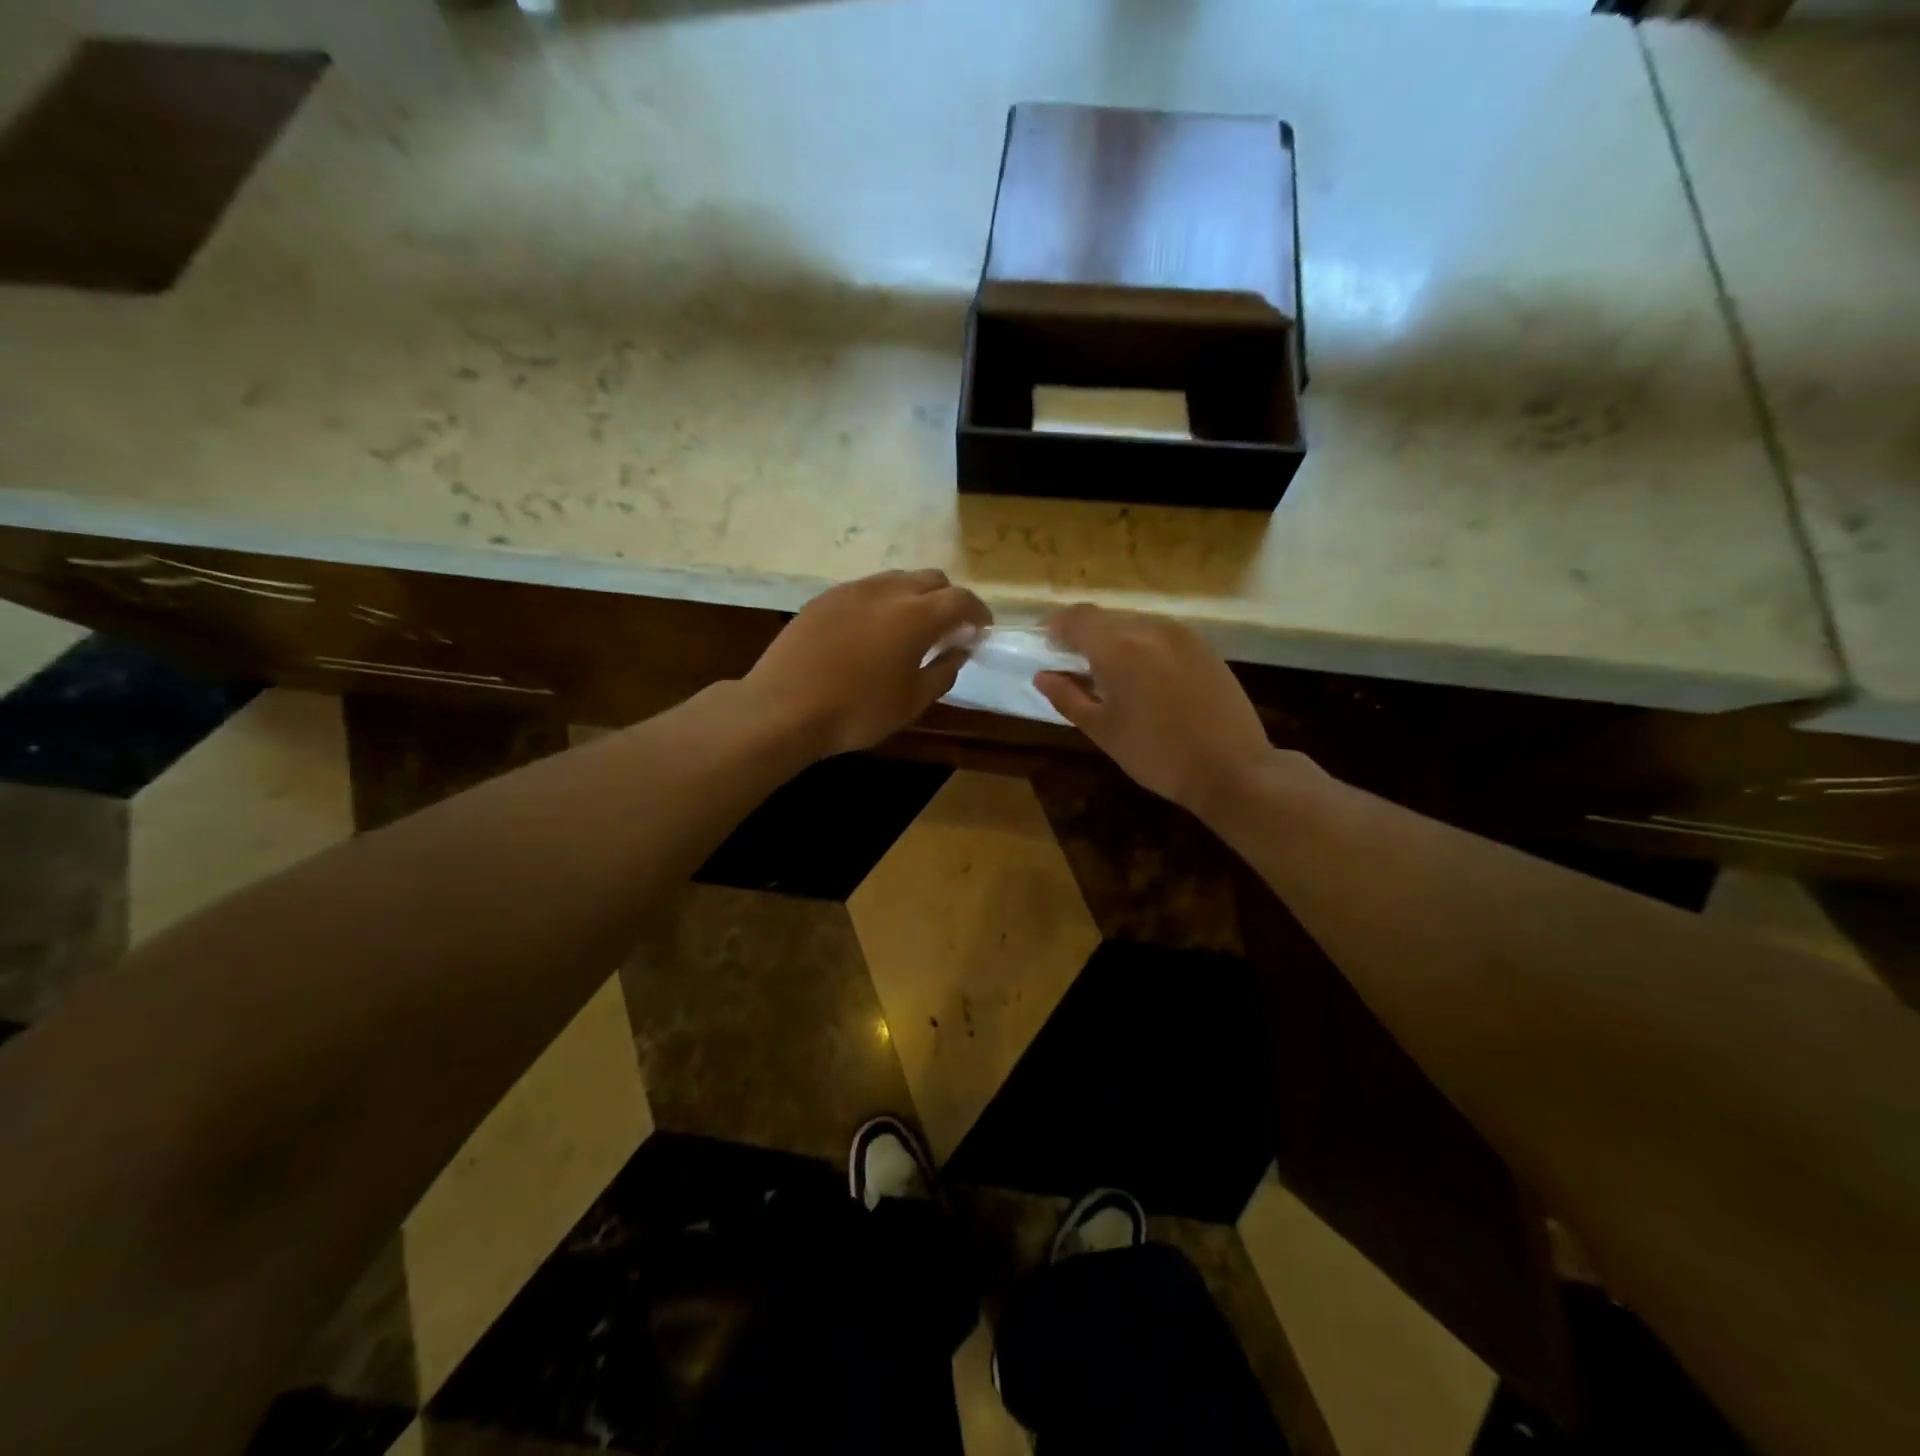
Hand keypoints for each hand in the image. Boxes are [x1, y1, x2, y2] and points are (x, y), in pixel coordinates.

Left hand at [744, 569, 990, 758]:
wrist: (783, 708)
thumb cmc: (857, 711)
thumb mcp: (912, 701)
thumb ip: (943, 671)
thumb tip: (958, 651)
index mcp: (917, 615)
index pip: (961, 599)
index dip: (978, 612)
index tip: (982, 629)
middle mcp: (887, 591)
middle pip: (931, 579)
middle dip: (948, 599)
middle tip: (949, 629)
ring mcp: (851, 590)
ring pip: (897, 579)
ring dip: (914, 596)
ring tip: (911, 628)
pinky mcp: (824, 598)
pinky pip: (866, 589)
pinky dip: (882, 602)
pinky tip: (872, 631)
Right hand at [1035, 604, 1274, 818]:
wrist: (1232, 768)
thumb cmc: (1156, 754)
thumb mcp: (1103, 730)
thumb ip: (1067, 697)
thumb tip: (1043, 675)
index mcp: (1118, 648)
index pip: (1076, 618)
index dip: (1055, 626)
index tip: (1043, 643)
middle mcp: (1149, 629)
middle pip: (1105, 619)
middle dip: (1083, 635)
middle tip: (1071, 663)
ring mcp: (1182, 635)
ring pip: (1134, 624)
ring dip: (1114, 640)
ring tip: (1107, 672)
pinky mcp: (1204, 647)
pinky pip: (1160, 635)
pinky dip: (1142, 646)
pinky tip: (1144, 676)